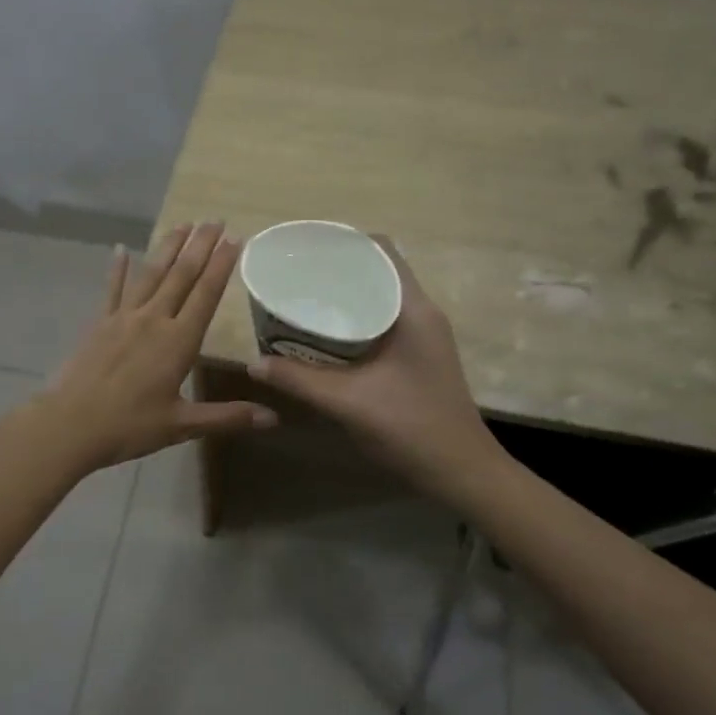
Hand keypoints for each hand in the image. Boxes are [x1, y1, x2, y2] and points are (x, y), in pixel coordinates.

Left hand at [38, 221, 276, 470]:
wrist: (69, 424)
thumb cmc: (129, 426)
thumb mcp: (182, 425)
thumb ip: (227, 416)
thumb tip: (273, 418)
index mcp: (178, 342)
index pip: (206, 294)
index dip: (222, 265)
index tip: (235, 238)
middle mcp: (154, 320)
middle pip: (182, 275)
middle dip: (200, 246)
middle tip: (215, 219)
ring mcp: (123, 317)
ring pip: (151, 274)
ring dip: (168, 247)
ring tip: (184, 224)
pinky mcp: (99, 323)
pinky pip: (112, 289)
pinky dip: (117, 268)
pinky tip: (120, 249)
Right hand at [245, 238, 497, 498]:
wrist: (462, 473)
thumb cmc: (411, 428)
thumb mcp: (347, 402)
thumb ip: (298, 380)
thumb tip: (254, 363)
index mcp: (413, 309)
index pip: (382, 251)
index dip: (344, 241)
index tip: (305, 248)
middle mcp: (421, 313)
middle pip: (377, 271)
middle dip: (336, 268)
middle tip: (293, 275)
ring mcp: (422, 335)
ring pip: (378, 297)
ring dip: (344, 296)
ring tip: (301, 298)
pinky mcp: (417, 355)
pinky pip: (380, 321)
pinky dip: (353, 319)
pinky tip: (323, 334)